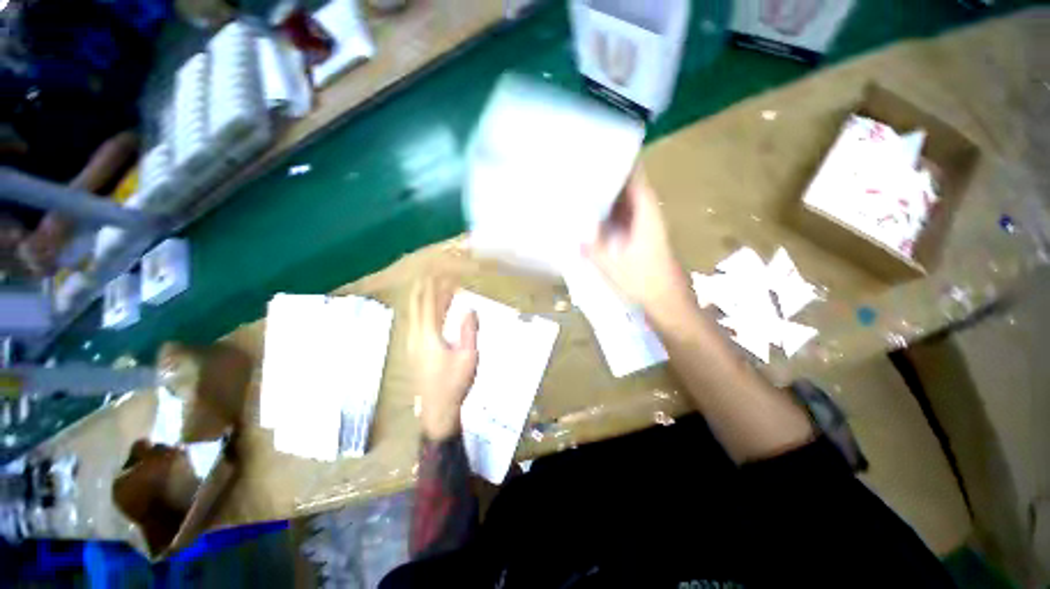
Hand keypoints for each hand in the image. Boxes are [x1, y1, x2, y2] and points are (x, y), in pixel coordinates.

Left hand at [408, 277, 478, 440]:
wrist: (437, 409)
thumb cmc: (455, 383)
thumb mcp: (468, 356)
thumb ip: (468, 330)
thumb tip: (469, 308)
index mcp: (428, 335)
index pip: (428, 303)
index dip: (432, 286)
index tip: (438, 271)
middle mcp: (416, 335)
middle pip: (417, 305)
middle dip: (424, 287)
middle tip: (434, 273)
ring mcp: (412, 343)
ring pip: (415, 313)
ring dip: (424, 298)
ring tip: (436, 287)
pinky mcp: (414, 350)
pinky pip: (417, 322)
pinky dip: (424, 310)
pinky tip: (433, 310)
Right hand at [583, 167, 692, 323]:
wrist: (668, 304)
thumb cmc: (644, 283)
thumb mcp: (612, 266)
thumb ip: (594, 248)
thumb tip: (577, 233)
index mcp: (646, 217)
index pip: (638, 181)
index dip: (625, 165)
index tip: (606, 154)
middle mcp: (649, 218)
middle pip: (632, 191)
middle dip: (612, 181)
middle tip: (587, 174)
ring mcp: (647, 230)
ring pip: (628, 207)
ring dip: (611, 199)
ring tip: (587, 191)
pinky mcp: (643, 241)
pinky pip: (626, 221)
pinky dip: (613, 216)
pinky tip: (596, 219)